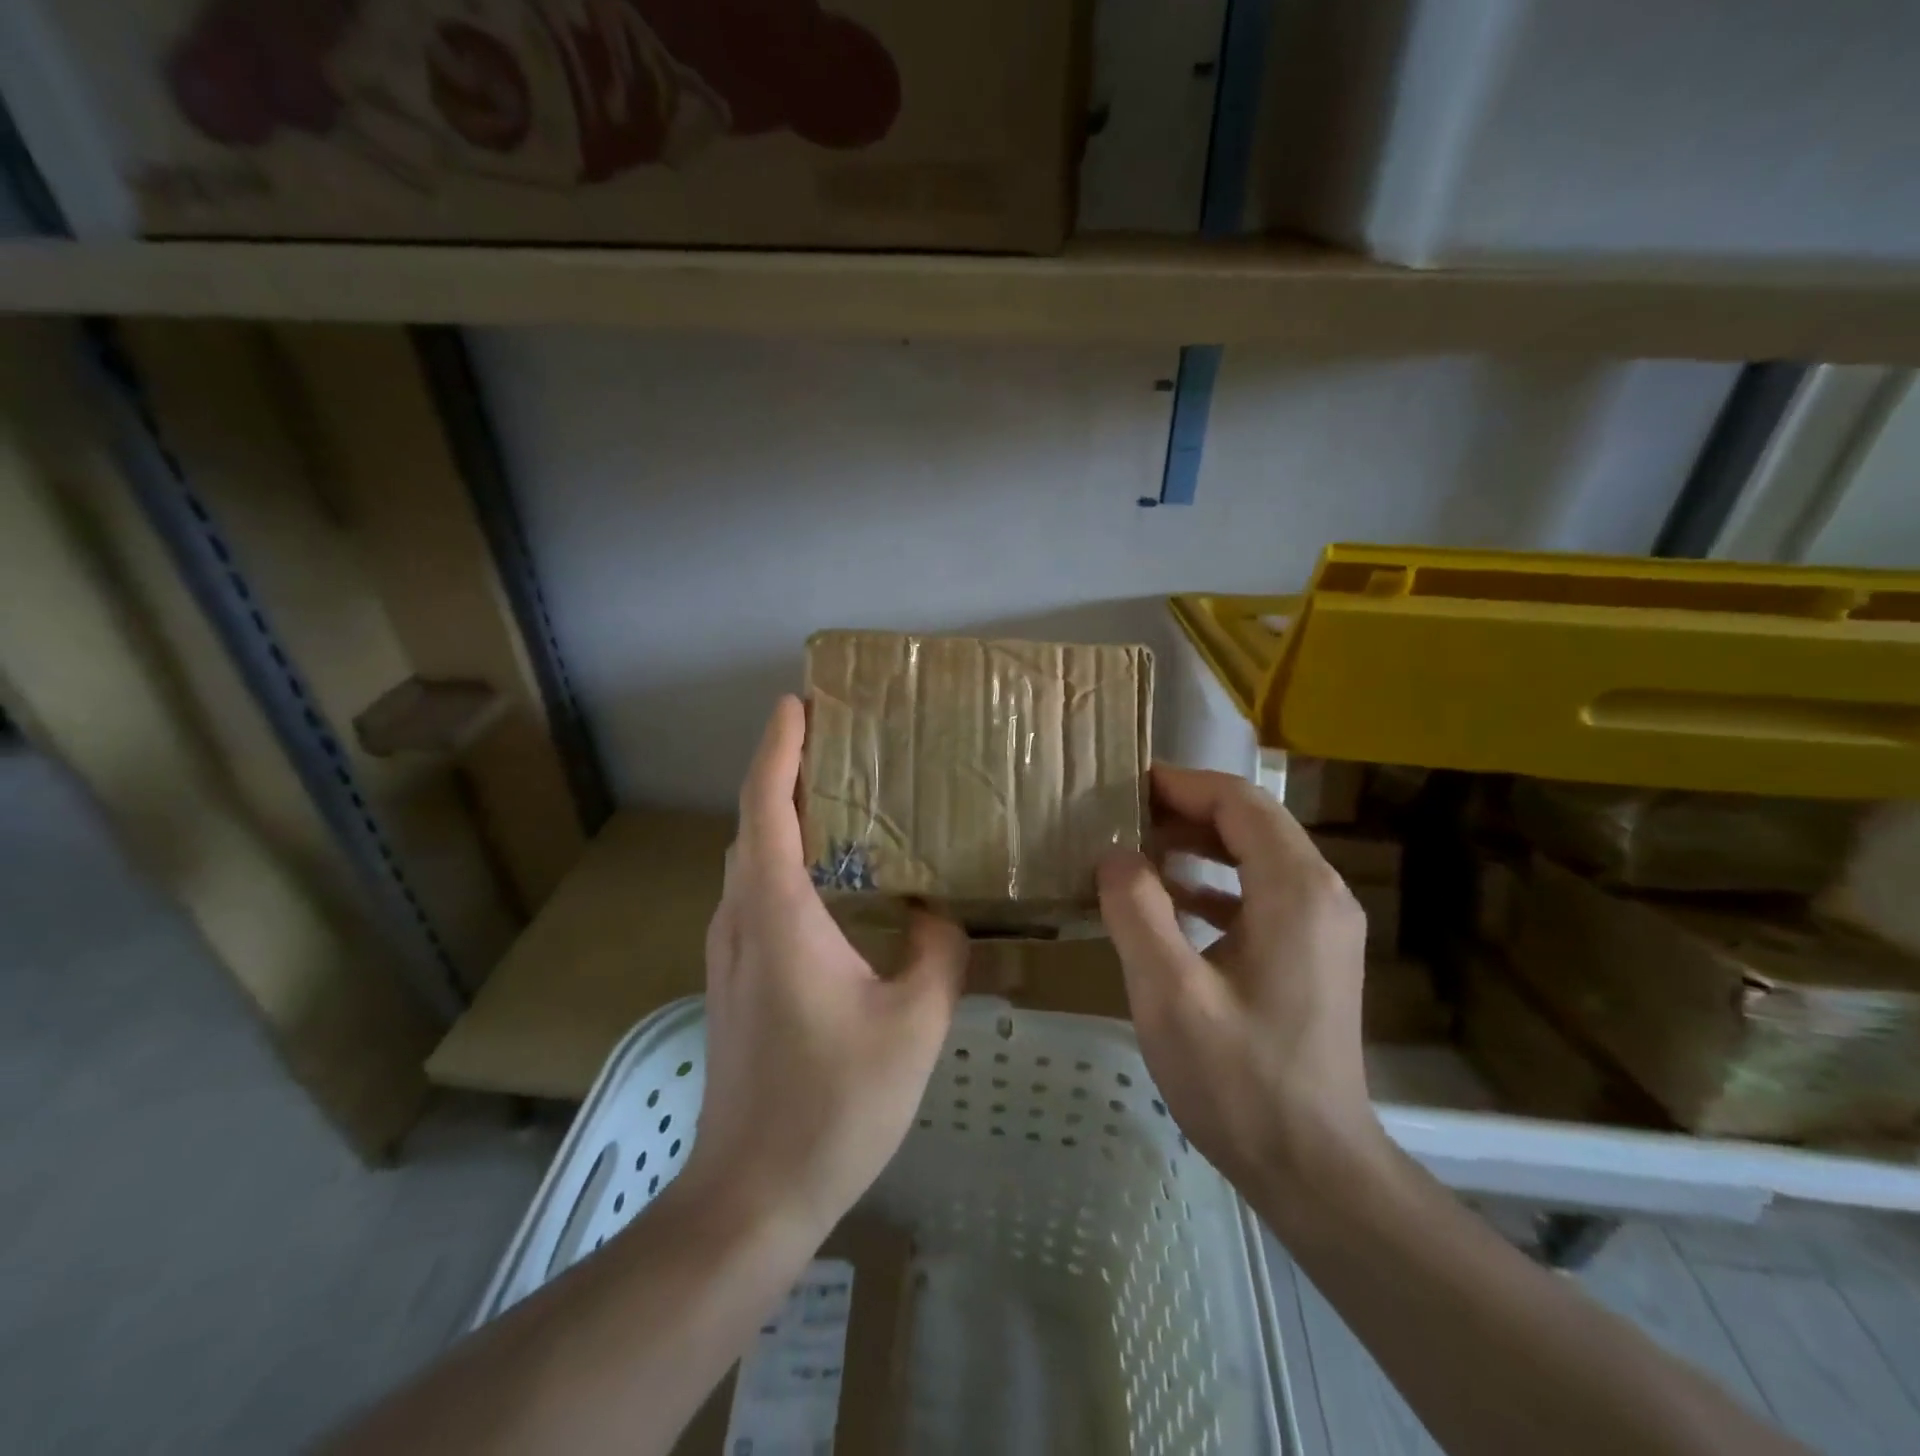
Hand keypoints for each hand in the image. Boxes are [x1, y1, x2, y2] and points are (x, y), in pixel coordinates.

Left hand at [685, 696, 967, 1237]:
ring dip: (782, 816)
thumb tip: (940, 915)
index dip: (779, 747)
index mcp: (777, 912)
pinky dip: (784, 860)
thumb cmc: (834, 1103)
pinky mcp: (735, 980)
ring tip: (838, 796)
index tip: (798, 702)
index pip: (765, 805)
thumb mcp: (914, 1023)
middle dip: (783, 770)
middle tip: (836, 740)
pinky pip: (756, 894)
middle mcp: (740, 918)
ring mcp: (729, 951)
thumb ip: (938, 952)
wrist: (753, 1194)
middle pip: (752, 823)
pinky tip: (831, 879)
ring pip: (750, 860)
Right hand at [1097, 766, 1386, 1194]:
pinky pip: (1261, 893)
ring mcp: (1323, 925)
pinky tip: (1170, 901)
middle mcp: (1321, 894)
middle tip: (1121, 815)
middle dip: (1186, 810)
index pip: (1239, 803)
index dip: (1181, 785)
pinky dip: (1214, 884)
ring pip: (1257, 855)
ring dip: (1199, 845)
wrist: (1315, 1168)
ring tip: (1137, 849)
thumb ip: (1136, 911)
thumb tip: (1114, 854)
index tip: (1125, 784)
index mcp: (1295, 890)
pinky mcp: (1314, 954)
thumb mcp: (1169, 995)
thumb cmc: (1240, 1080)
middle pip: (1252, 822)